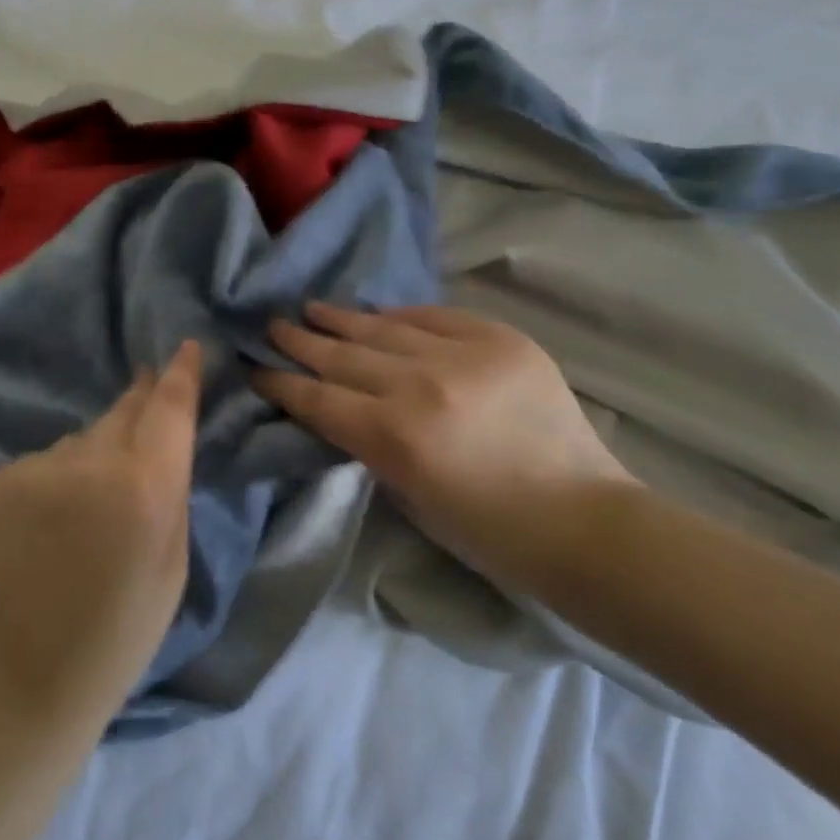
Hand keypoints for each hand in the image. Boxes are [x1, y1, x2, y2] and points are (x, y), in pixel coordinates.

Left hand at [0, 341, 203, 738]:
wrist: (24, 680)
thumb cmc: (120, 633)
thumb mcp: (173, 564)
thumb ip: (170, 492)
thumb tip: (159, 443)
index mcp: (146, 488)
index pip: (169, 409)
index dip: (180, 374)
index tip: (186, 346)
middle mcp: (91, 463)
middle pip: (123, 412)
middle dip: (139, 399)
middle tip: (145, 383)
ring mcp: (36, 468)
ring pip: (79, 441)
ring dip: (92, 455)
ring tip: (89, 503)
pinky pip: (42, 464)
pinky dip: (53, 482)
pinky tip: (47, 525)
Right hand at [254, 303, 638, 579]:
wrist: (582, 521)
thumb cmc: (487, 531)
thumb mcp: (407, 495)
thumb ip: (368, 445)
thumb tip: (342, 408)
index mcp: (394, 437)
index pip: (317, 398)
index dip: (281, 383)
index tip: (256, 369)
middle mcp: (420, 386)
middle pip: (341, 356)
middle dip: (300, 342)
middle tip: (272, 326)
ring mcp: (463, 356)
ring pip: (382, 329)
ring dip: (341, 320)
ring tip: (313, 308)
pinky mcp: (501, 340)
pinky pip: (436, 316)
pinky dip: (403, 317)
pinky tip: (379, 315)